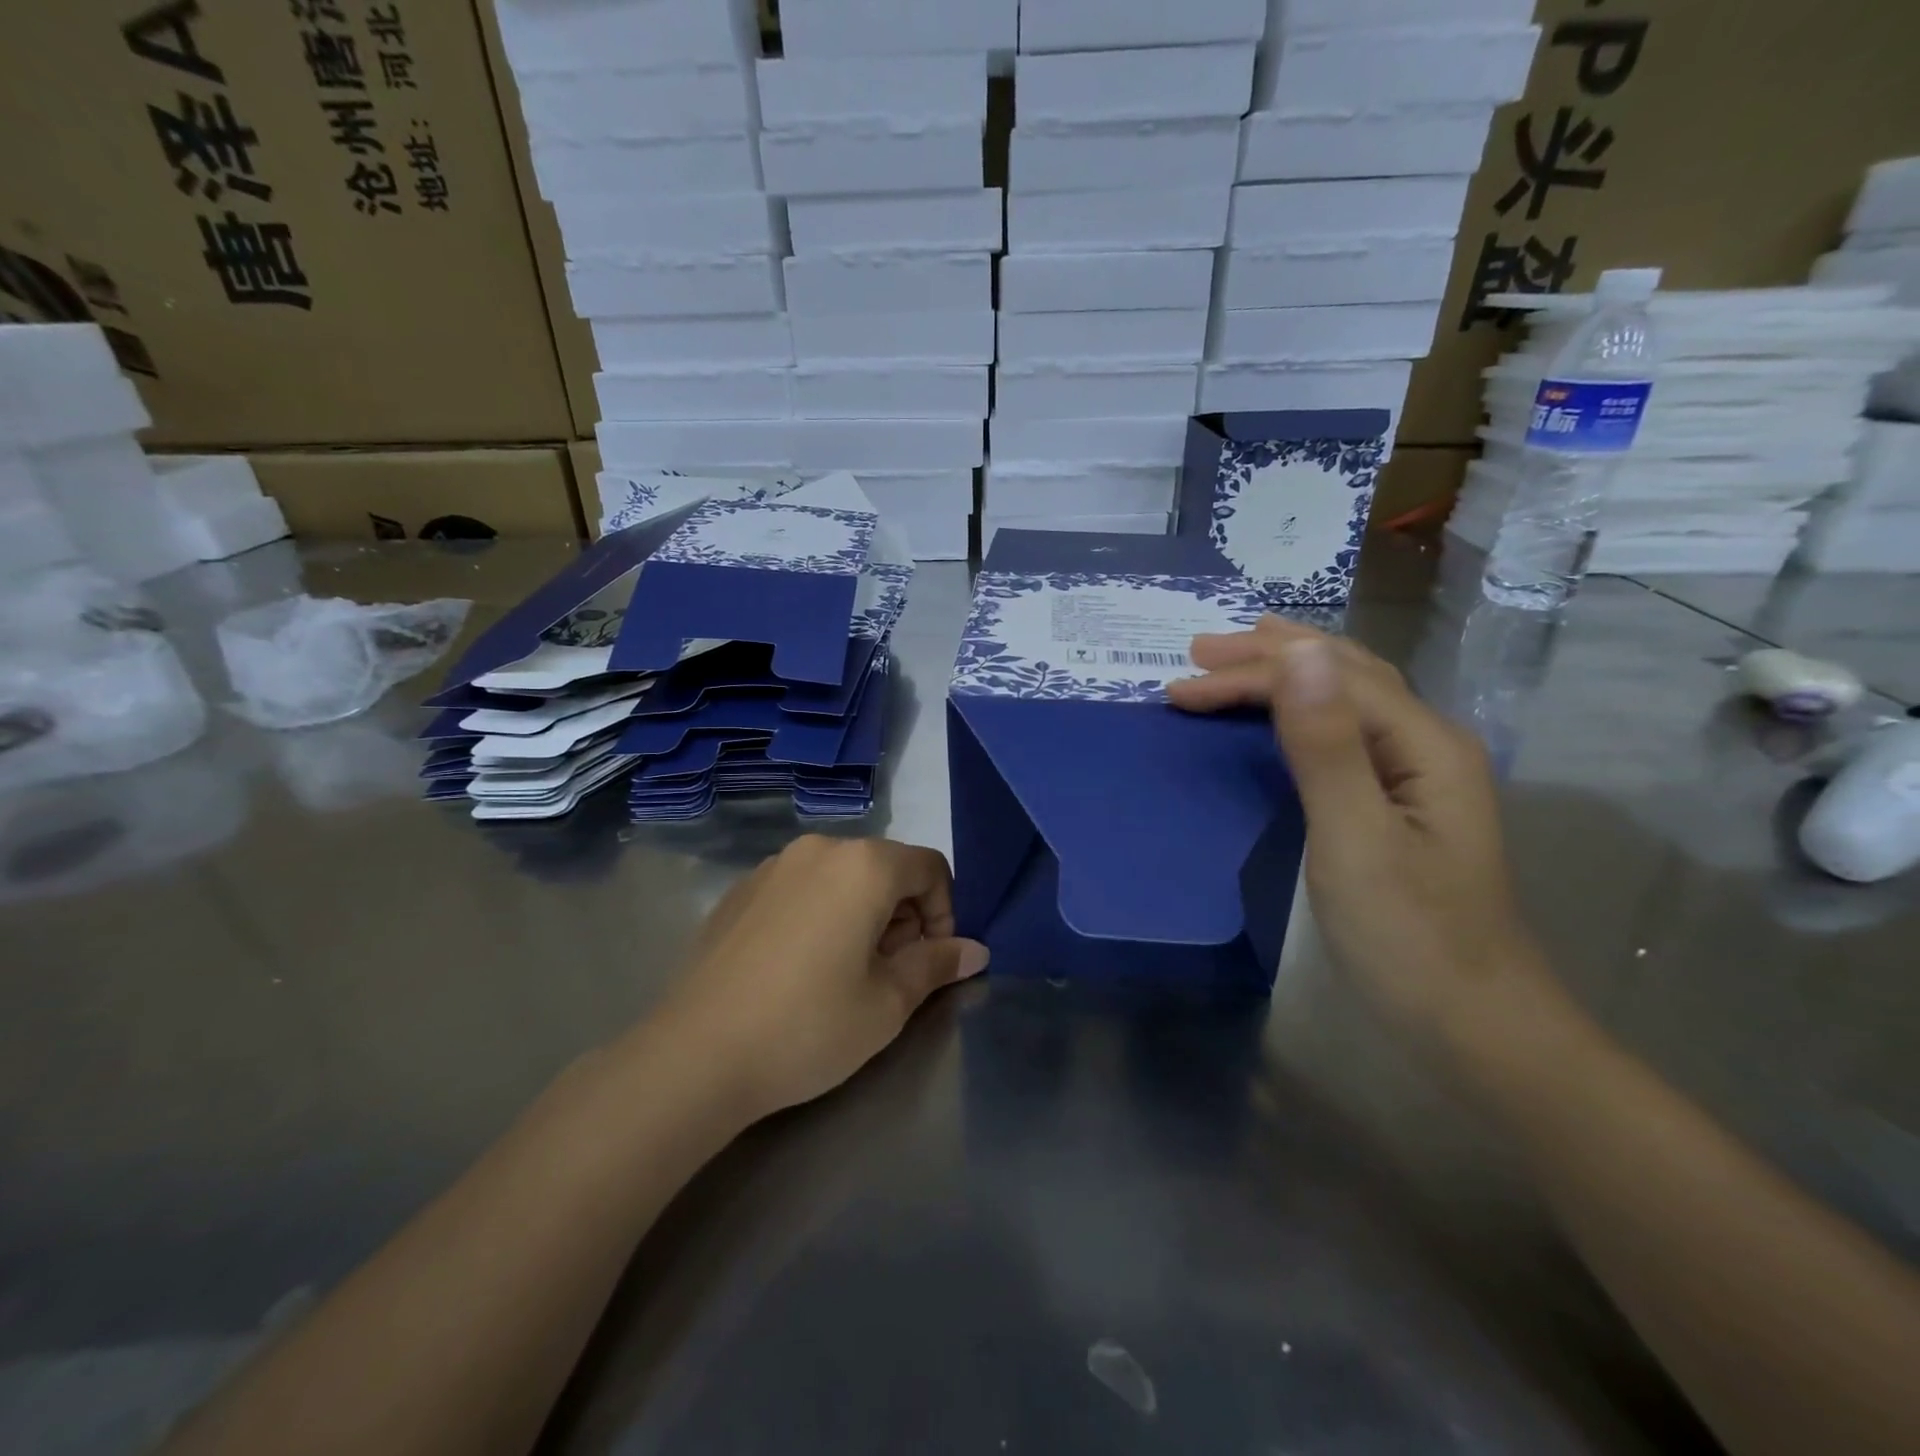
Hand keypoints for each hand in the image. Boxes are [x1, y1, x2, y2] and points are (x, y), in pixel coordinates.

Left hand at [655, 836, 989, 1123]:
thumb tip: (975, 950)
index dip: (945, 912)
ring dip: (863, 914)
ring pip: (843, 877)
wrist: (695, 1054)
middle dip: (903, 915)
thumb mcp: (888, 1002)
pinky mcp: (741, 891)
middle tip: (891, 974)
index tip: (931, 962)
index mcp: (863, 865)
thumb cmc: (809, 1025)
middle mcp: (819, 849)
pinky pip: (802, 889)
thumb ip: (937, 964)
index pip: (930, 867)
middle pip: (886, 868)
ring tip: (845, 974)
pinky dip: (821, 914)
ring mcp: (773, 866)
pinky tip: (800, 969)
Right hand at [1168, 619, 1549, 1044]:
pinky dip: (1301, 710)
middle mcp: (1426, 743)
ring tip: (1239, 657)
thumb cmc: (1408, 936)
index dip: (1251, 674)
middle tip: (1198, 650)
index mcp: (1424, 742)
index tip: (1180, 687)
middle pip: (1344, 673)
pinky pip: (1343, 734)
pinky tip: (1285, 713)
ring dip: (1287, 673)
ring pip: (1347, 699)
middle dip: (1268, 656)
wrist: (1473, 1025)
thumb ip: (1326, 745)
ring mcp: (1416, 776)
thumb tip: (1298, 653)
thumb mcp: (1355, 838)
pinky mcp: (1398, 806)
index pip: (1326, 679)